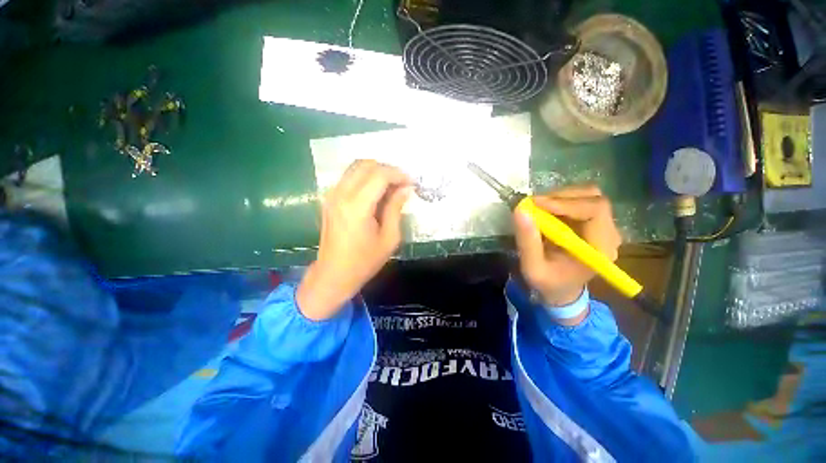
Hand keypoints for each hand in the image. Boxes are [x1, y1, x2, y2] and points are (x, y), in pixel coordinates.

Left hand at [297, 160, 412, 320]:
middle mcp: (341, 194)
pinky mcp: (329, 199)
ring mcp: (332, 195)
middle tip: (401, 184)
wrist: (333, 274)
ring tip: (390, 187)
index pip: (380, 175)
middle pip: (366, 165)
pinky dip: (364, 177)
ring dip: (376, 171)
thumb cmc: (364, 261)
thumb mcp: (389, 239)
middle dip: (387, 169)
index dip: (398, 175)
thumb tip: (405, 189)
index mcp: (357, 206)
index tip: (411, 183)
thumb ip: (396, 209)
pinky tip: (375, 192)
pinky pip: (349, 177)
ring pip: (355, 167)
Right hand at [513, 185, 621, 309]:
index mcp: (599, 248)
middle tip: (534, 204)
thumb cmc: (548, 283)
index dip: (566, 202)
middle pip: (593, 198)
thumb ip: (527, 241)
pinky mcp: (593, 222)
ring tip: (538, 207)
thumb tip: (521, 210)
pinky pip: (580, 201)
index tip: (536, 204)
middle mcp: (608, 234)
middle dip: (561, 197)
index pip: (595, 211)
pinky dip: (560, 200)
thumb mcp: (532, 268)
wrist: (561, 290)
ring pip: (587, 195)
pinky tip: (545, 210)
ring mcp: (603, 227)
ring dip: (560, 197)